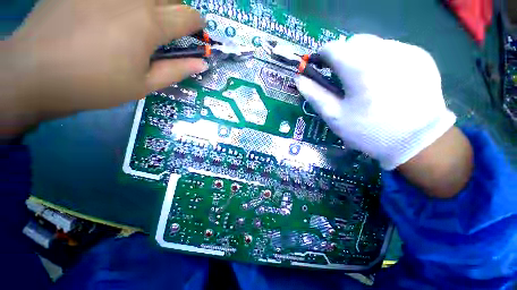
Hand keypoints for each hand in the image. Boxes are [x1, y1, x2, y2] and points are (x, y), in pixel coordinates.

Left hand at [1, 0, 206, 135]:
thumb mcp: (143, 85)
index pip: (187, 16)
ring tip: (149, 16)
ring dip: (157, 1)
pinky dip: (128, 1)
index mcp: (149, 24)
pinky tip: (120, 10)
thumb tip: (202, 64)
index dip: (198, 22)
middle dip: (178, 8)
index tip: (199, 29)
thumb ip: (176, 71)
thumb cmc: (94, 84)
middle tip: (174, 23)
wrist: (34, 72)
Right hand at [297, 34, 471, 197]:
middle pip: (353, 42)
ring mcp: (406, 51)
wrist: (417, 141)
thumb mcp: (335, 116)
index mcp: (359, 67)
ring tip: (365, 80)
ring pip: (373, 43)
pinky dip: (382, 59)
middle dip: (342, 56)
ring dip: (362, 57)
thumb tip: (299, 79)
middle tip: (342, 78)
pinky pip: (393, 49)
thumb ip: (315, 95)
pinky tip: (386, 80)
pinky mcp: (421, 57)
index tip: (320, 68)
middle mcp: (384, 51)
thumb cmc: (368, 131)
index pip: (332, 47)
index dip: (321, 56)